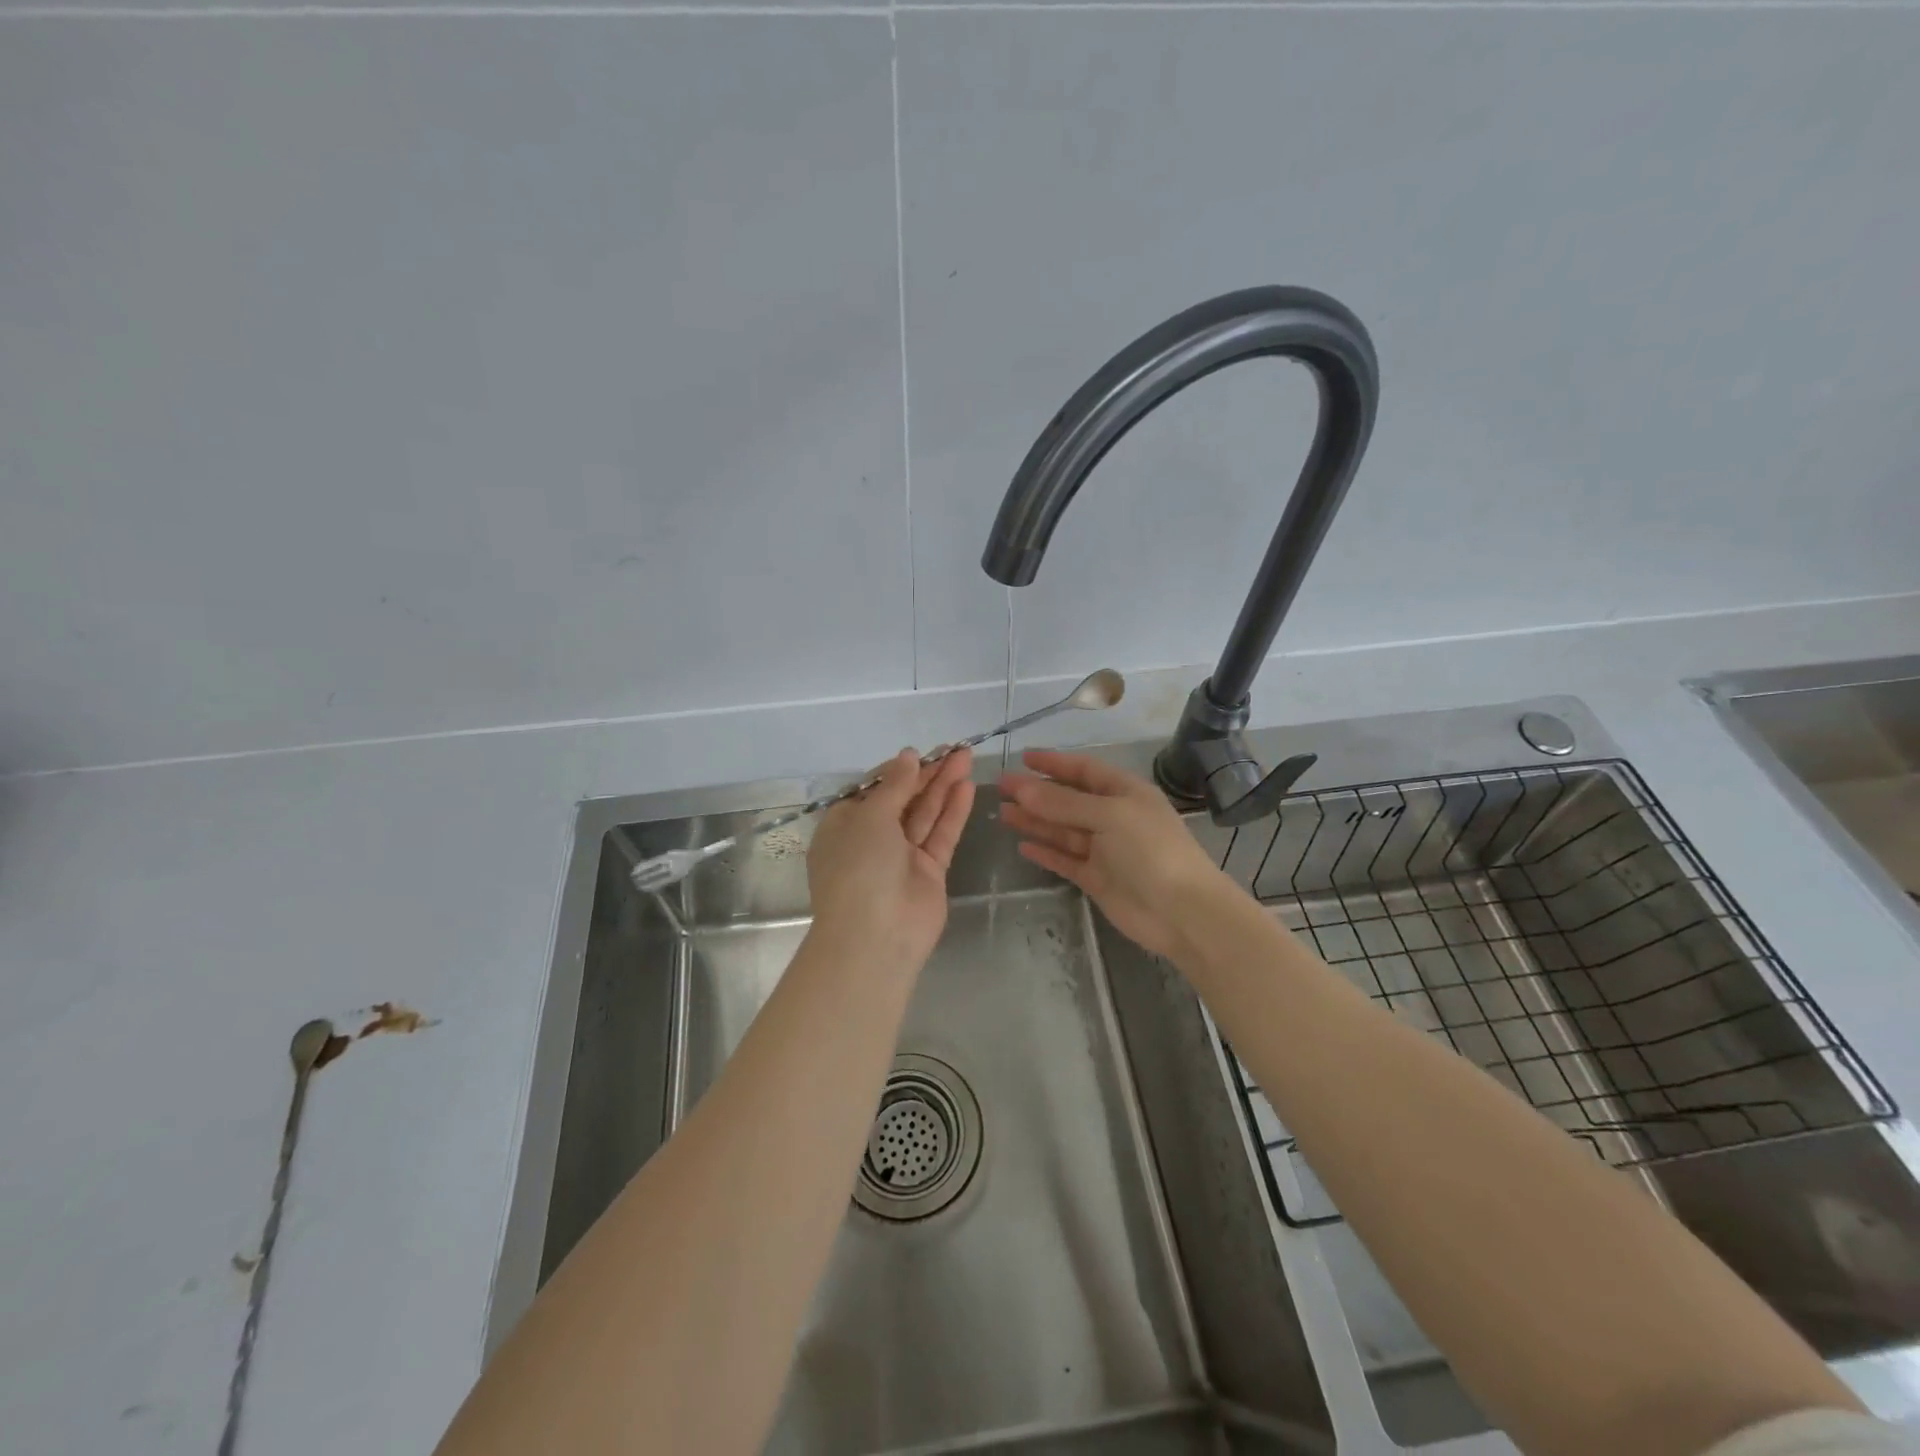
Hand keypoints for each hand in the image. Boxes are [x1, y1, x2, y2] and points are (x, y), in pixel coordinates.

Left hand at [808, 747, 975, 966]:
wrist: (876, 937)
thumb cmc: (859, 868)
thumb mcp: (869, 817)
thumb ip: (894, 785)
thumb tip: (907, 756)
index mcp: (844, 825)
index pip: (872, 789)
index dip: (896, 770)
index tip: (920, 753)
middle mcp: (871, 839)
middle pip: (903, 799)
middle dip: (927, 774)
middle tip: (956, 748)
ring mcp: (902, 857)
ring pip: (925, 814)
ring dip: (944, 786)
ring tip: (967, 757)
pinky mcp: (928, 872)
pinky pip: (941, 835)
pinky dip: (953, 811)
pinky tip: (967, 787)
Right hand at [999, 749, 1234, 960]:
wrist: (1181, 912)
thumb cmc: (1150, 850)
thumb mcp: (1108, 816)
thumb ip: (1064, 803)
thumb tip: (1022, 788)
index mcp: (1124, 792)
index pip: (1084, 770)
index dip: (1054, 764)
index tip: (1023, 758)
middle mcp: (1113, 817)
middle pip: (1068, 800)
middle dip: (1036, 793)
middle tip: (1001, 788)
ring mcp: (1104, 849)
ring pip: (1062, 830)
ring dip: (1035, 821)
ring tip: (1002, 814)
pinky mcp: (1096, 878)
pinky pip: (1065, 860)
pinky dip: (1046, 852)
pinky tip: (1023, 846)